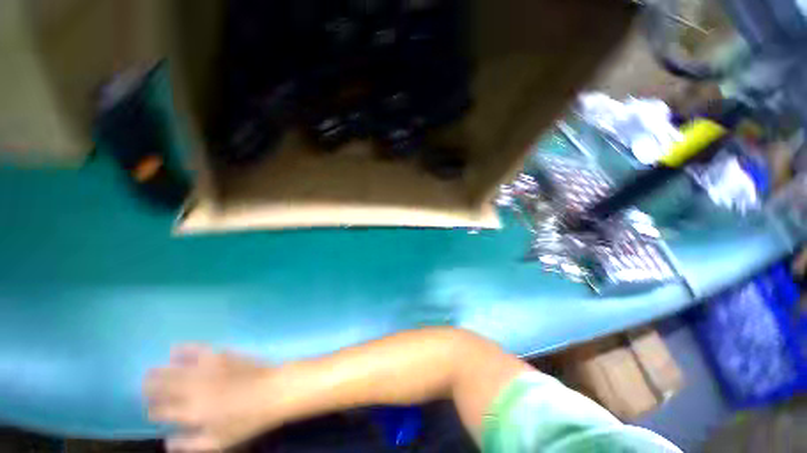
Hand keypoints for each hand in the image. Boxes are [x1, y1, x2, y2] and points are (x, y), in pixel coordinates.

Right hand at [144, 345, 278, 451]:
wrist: (273, 391)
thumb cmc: (247, 420)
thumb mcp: (218, 442)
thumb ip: (189, 444)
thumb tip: (166, 441)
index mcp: (192, 412)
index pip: (161, 410)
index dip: (153, 411)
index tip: (152, 411)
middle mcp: (194, 388)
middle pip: (163, 386)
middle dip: (150, 388)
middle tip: (145, 389)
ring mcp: (208, 369)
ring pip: (175, 368)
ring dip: (160, 371)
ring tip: (150, 372)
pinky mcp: (222, 356)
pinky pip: (198, 350)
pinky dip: (184, 349)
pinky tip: (175, 349)